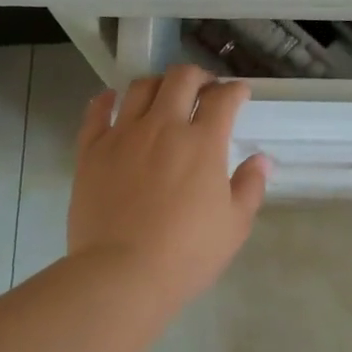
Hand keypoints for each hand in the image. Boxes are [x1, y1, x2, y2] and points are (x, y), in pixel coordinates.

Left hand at [67, 65, 270, 310]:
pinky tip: (112, 100)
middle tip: (204, 90)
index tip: (239, 94)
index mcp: (202, 143)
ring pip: (140, 87)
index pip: (222, 99)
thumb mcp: (234, 226)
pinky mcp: (90, 151)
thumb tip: (260, 160)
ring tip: (164, 96)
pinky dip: (106, 100)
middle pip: (181, 79)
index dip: (235, 91)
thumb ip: (250, 187)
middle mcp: (162, 127)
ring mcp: (122, 135)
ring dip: (158, 84)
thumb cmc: (186, 254)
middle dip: (198, 77)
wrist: (121, 275)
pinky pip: (96, 112)